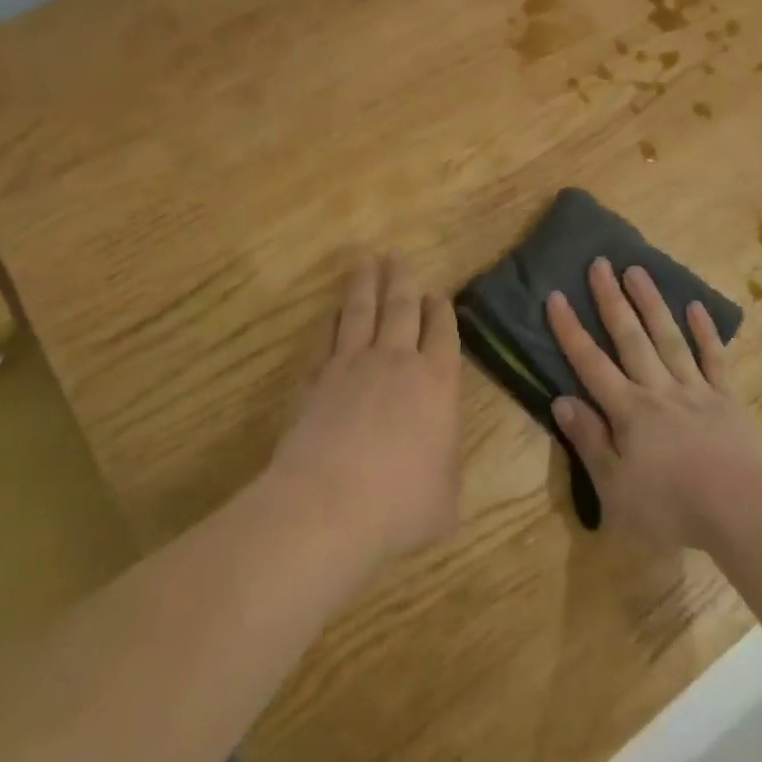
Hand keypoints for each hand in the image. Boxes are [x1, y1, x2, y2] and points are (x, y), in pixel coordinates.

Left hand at [268, 254, 462, 565]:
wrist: (328, 504)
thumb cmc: (400, 504)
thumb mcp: (445, 497)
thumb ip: (445, 466)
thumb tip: (439, 456)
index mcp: (437, 383)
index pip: (442, 332)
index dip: (441, 310)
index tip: (436, 294)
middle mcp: (396, 361)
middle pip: (401, 307)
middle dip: (402, 280)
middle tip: (397, 257)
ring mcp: (351, 365)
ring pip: (361, 311)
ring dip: (366, 285)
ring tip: (367, 263)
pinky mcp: (315, 378)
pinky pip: (327, 338)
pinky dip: (333, 321)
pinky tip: (332, 314)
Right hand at [547, 259, 761, 551]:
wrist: (745, 512)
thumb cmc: (673, 509)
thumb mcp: (616, 489)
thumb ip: (589, 442)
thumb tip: (561, 400)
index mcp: (628, 412)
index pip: (591, 363)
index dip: (570, 330)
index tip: (555, 296)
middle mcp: (658, 390)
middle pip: (630, 338)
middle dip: (611, 300)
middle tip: (599, 262)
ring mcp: (696, 391)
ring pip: (668, 338)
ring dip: (651, 303)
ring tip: (637, 270)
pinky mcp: (728, 400)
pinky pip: (714, 359)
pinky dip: (705, 332)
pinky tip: (696, 306)